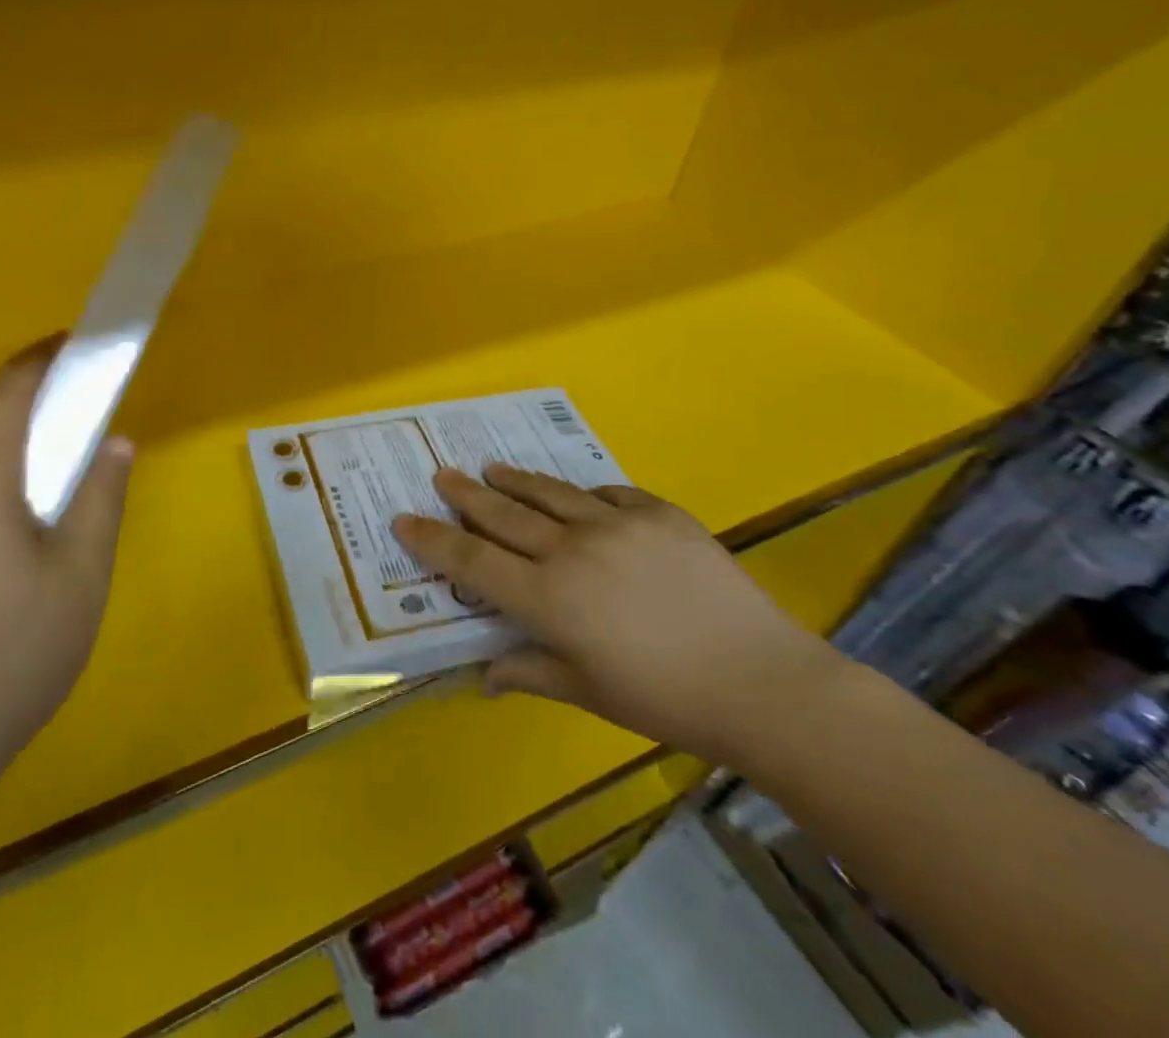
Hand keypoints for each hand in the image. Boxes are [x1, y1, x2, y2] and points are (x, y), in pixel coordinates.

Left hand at [0, 336, 133, 778]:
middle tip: (89, 452)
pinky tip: (10, 562)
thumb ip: (100, 497)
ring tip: (58, 517)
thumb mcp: (79, 574)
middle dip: (41, 423)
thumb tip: (113, 443)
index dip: (48, 357)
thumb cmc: (4, 654)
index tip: (83, 348)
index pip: (11, 385)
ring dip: (15, 469)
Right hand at [391, 465, 845, 769]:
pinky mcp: (658, 513)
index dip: (433, 539)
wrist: (764, 683)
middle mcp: (571, 551)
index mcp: (548, 599)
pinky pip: (607, 493)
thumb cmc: (665, 701)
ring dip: (514, 481)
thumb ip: (529, 673)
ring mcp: (616, 524)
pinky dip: (583, 494)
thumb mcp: (588, 693)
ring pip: (549, 493)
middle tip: (441, 475)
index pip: (472, 561)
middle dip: (464, 494)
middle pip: (503, 515)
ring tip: (490, 468)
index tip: (404, 519)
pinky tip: (577, 496)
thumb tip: (483, 678)